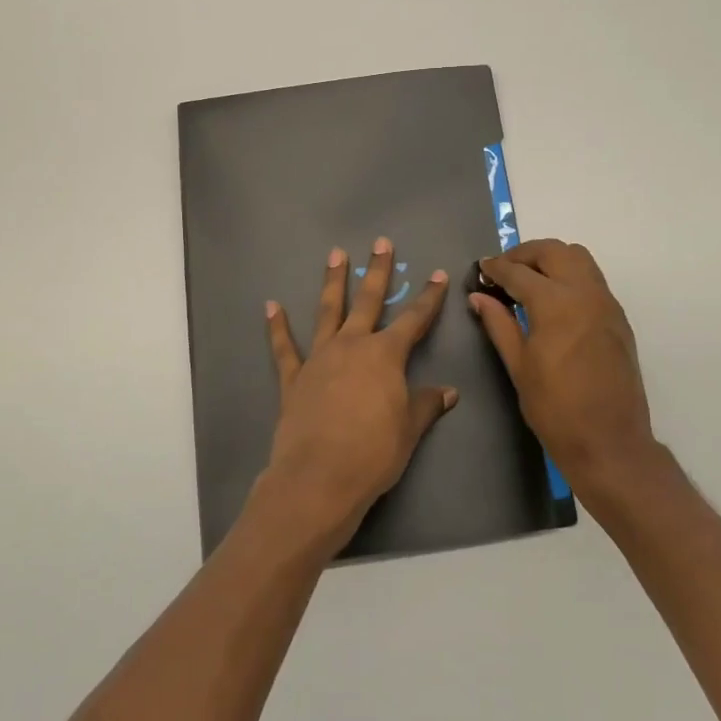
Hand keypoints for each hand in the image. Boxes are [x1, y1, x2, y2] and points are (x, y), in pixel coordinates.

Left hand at [256, 237, 456, 554]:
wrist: (319, 477)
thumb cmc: (373, 453)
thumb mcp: (409, 430)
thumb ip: (426, 405)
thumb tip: (448, 392)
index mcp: (385, 355)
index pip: (414, 320)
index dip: (429, 297)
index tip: (438, 275)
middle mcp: (352, 346)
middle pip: (368, 301)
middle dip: (377, 271)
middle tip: (380, 243)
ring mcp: (320, 358)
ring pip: (328, 311)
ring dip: (332, 282)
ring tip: (335, 254)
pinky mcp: (294, 378)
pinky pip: (284, 348)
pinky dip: (277, 327)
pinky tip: (272, 306)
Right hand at [469, 239, 660, 504]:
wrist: (610, 443)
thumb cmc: (555, 409)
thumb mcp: (519, 366)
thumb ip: (498, 324)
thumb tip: (479, 296)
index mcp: (556, 304)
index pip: (519, 272)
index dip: (496, 268)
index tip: (481, 268)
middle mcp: (585, 293)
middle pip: (554, 251)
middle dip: (525, 254)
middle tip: (503, 269)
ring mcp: (606, 304)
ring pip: (579, 258)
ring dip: (551, 259)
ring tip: (528, 279)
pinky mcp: (618, 318)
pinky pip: (592, 279)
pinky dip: (569, 275)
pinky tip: (553, 299)